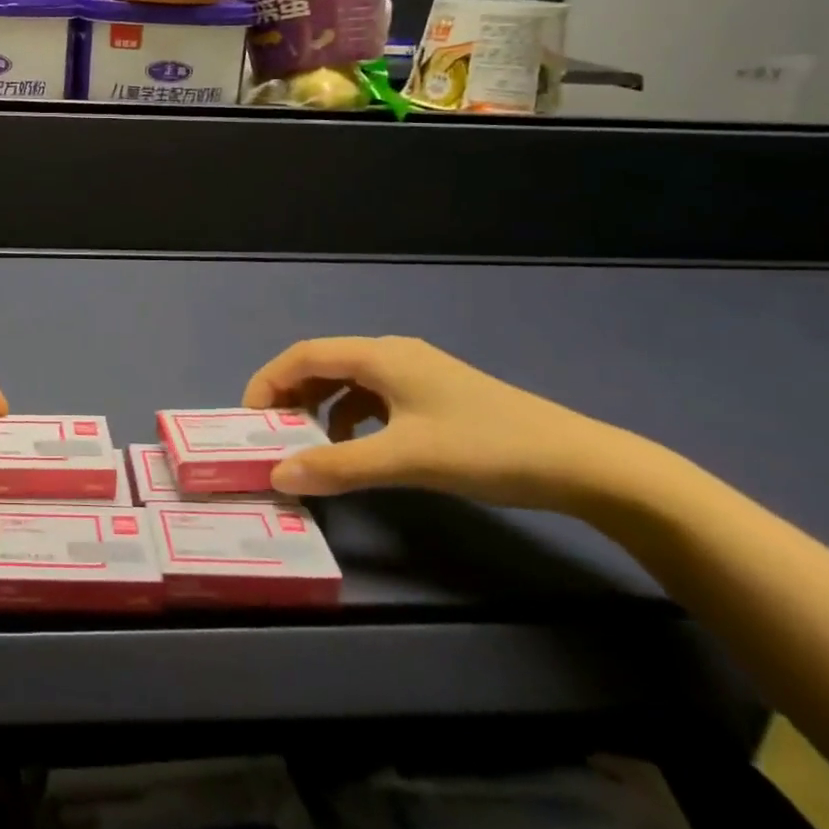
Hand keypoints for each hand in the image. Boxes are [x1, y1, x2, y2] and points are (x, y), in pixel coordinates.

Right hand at [242, 336, 640, 511]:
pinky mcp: (433, 396)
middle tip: (272, 436)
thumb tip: (278, 475)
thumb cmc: (484, 448)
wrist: (580, 463)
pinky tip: (357, 450)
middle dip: (290, 396)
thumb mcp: (405, 459)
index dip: (268, 381)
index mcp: (380, 354)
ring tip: (308, 447)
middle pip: (323, 364)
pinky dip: (351, 419)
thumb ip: (338, 464)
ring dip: (319, 409)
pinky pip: (374, 399)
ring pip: (348, 382)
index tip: (249, 420)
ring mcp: (416, 374)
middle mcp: (392, 354)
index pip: (304, 355)